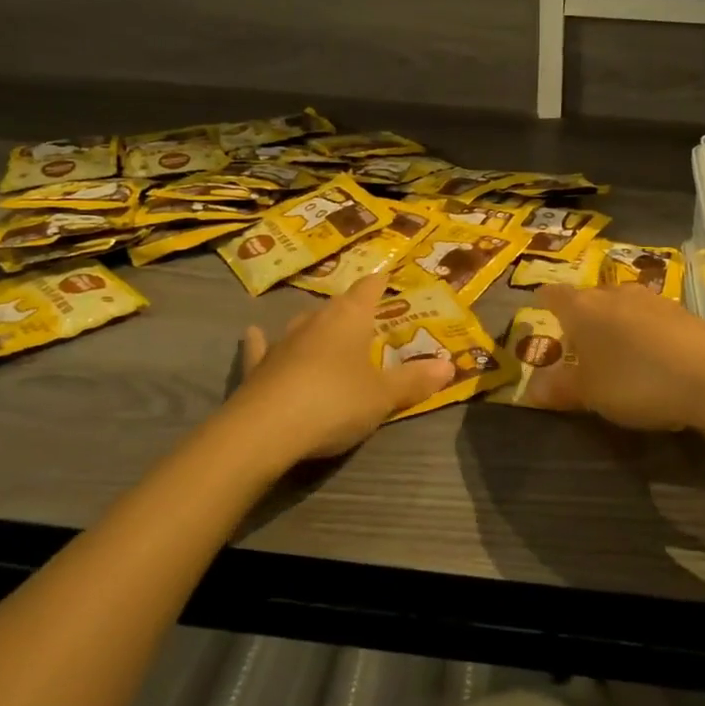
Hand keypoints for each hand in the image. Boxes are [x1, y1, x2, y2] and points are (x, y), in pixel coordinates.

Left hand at [232, 277, 454, 460]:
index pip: (369, 288)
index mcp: (350, 318)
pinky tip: (253, 334)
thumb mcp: (383, 396)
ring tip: (326, 331)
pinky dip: (262, 342)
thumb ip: (415, 380)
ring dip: (316, 328)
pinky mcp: (258, 366)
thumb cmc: (334, 402)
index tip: (387, 275)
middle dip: (353, 311)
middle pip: (338, 307)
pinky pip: (262, 348)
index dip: (380, 282)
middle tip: (368, 319)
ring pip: (303, 325)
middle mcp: (315, 321)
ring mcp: (283, 342)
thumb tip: (451, 365)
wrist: (265, 430)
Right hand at [532, 283, 704, 432]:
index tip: (539, 307)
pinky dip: (644, 334)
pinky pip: (651, 320)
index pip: (554, 295)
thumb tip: (532, 388)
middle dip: (582, 315)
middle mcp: (614, 294)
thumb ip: (560, 388)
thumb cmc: (635, 380)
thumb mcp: (590, 393)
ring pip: (622, 306)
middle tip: (577, 342)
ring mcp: (652, 300)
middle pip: (590, 298)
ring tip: (615, 351)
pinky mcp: (683, 314)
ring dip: (616, 324)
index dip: (545, 301)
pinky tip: (652, 359)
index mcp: (582, 307)